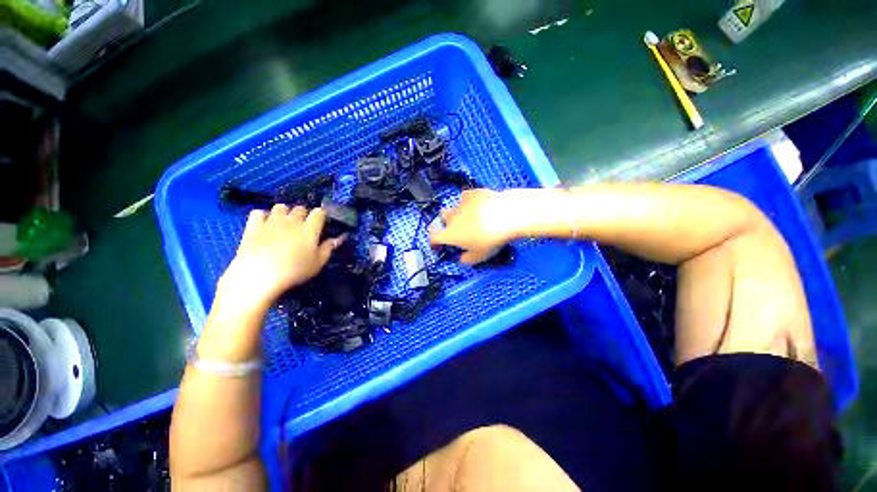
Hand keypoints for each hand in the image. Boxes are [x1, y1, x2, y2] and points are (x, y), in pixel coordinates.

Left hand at [217, 204, 344, 311]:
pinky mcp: (253, 226)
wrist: (259, 275)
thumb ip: (329, 248)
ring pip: (281, 207)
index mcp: (310, 228)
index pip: (319, 212)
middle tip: (304, 226)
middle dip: (304, 214)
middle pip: (300, 208)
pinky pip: (259, 212)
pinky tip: (265, 224)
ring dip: (285, 212)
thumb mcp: (318, 263)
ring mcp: (271, 221)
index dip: (322, 215)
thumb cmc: (294, 271)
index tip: (322, 223)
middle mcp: (292, 220)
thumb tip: (340, 238)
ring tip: (285, 223)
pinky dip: (263, 216)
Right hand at [430, 189, 521, 263]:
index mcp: (450, 234)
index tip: (437, 245)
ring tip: (471, 217)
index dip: (434, 242)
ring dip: (458, 213)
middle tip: (458, 230)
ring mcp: (461, 203)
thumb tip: (461, 258)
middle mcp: (452, 217)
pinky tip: (479, 205)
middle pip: (442, 218)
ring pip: (454, 207)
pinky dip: (469, 202)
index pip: (433, 237)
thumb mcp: (479, 256)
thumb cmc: (490, 240)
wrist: (506, 216)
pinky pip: (466, 197)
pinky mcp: (472, 193)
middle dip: (446, 223)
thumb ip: (466, 259)